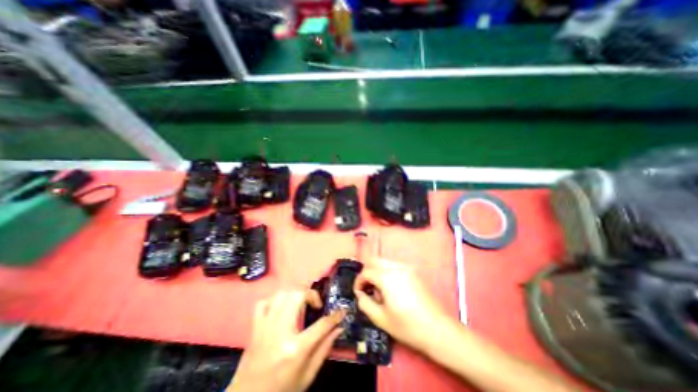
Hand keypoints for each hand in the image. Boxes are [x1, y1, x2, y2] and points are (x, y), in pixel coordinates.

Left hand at [229, 290, 345, 391]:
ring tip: (301, 304)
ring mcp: (265, 327)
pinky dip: (274, 301)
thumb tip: (339, 328)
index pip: (322, 324)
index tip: (342, 311)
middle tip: (316, 305)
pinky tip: (281, 309)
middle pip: (298, 296)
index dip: (335, 316)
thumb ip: (324, 348)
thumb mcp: (308, 375)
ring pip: (282, 294)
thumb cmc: (282, 391)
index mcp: (295, 349)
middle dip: (311, 295)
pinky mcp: (255, 327)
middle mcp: (280, 331)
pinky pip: (264, 302)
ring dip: (295, 294)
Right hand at [355, 259, 452, 350]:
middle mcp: (396, 267)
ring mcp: (407, 268)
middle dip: (367, 273)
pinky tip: (392, 289)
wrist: (438, 329)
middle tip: (367, 288)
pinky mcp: (414, 272)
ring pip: (385, 262)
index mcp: (387, 277)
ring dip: (377, 272)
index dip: (358, 281)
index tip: (358, 293)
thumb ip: (365, 303)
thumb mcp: (381, 318)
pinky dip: (387, 272)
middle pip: (375, 261)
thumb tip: (360, 294)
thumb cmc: (407, 326)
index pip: (366, 272)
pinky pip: (395, 266)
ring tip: (380, 291)